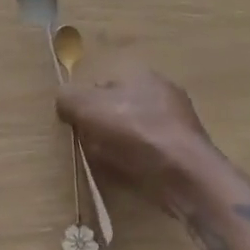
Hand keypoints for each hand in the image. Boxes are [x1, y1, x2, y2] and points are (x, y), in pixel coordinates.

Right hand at [55, 56, 216, 211]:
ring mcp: (179, 124)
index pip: (104, 82)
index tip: (77, 122)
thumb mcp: (87, 107)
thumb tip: (63, 100)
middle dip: (104, 124)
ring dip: (121, 145)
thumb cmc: (135, 130)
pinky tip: (129, 175)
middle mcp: (163, 92)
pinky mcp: (187, 154)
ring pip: (136, 132)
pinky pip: (152, 154)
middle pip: (120, 107)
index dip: (87, 101)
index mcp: (142, 73)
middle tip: (89, 143)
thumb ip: (68, 98)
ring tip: (107, 163)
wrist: (185, 175)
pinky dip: (139, 163)